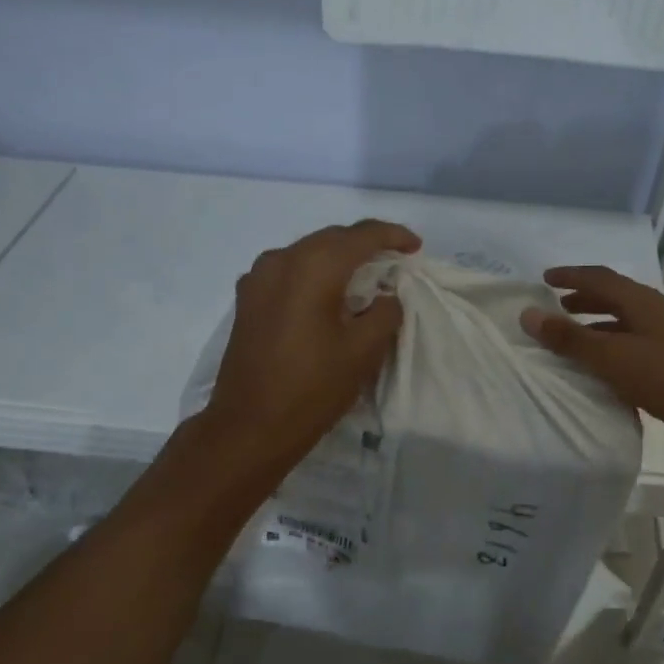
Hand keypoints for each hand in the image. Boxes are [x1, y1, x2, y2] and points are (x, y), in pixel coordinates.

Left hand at [202, 219, 421, 467]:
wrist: (249, 427)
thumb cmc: (312, 389)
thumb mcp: (362, 352)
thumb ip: (384, 313)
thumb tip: (386, 296)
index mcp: (312, 267)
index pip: (360, 236)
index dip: (393, 236)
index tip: (416, 247)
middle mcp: (281, 260)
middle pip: (331, 238)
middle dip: (365, 244)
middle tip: (394, 260)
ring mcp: (258, 278)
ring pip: (307, 252)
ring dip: (338, 257)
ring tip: (364, 275)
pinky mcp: (247, 300)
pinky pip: (288, 271)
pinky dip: (314, 273)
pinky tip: (327, 293)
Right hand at [521, 265, 663, 443]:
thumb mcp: (612, 357)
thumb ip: (570, 338)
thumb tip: (528, 314)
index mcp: (639, 301)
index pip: (598, 277)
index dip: (570, 276)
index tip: (545, 280)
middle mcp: (653, 310)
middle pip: (613, 295)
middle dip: (583, 297)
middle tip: (557, 307)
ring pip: (624, 320)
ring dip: (597, 322)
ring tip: (574, 336)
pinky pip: (632, 341)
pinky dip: (611, 344)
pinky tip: (603, 365)